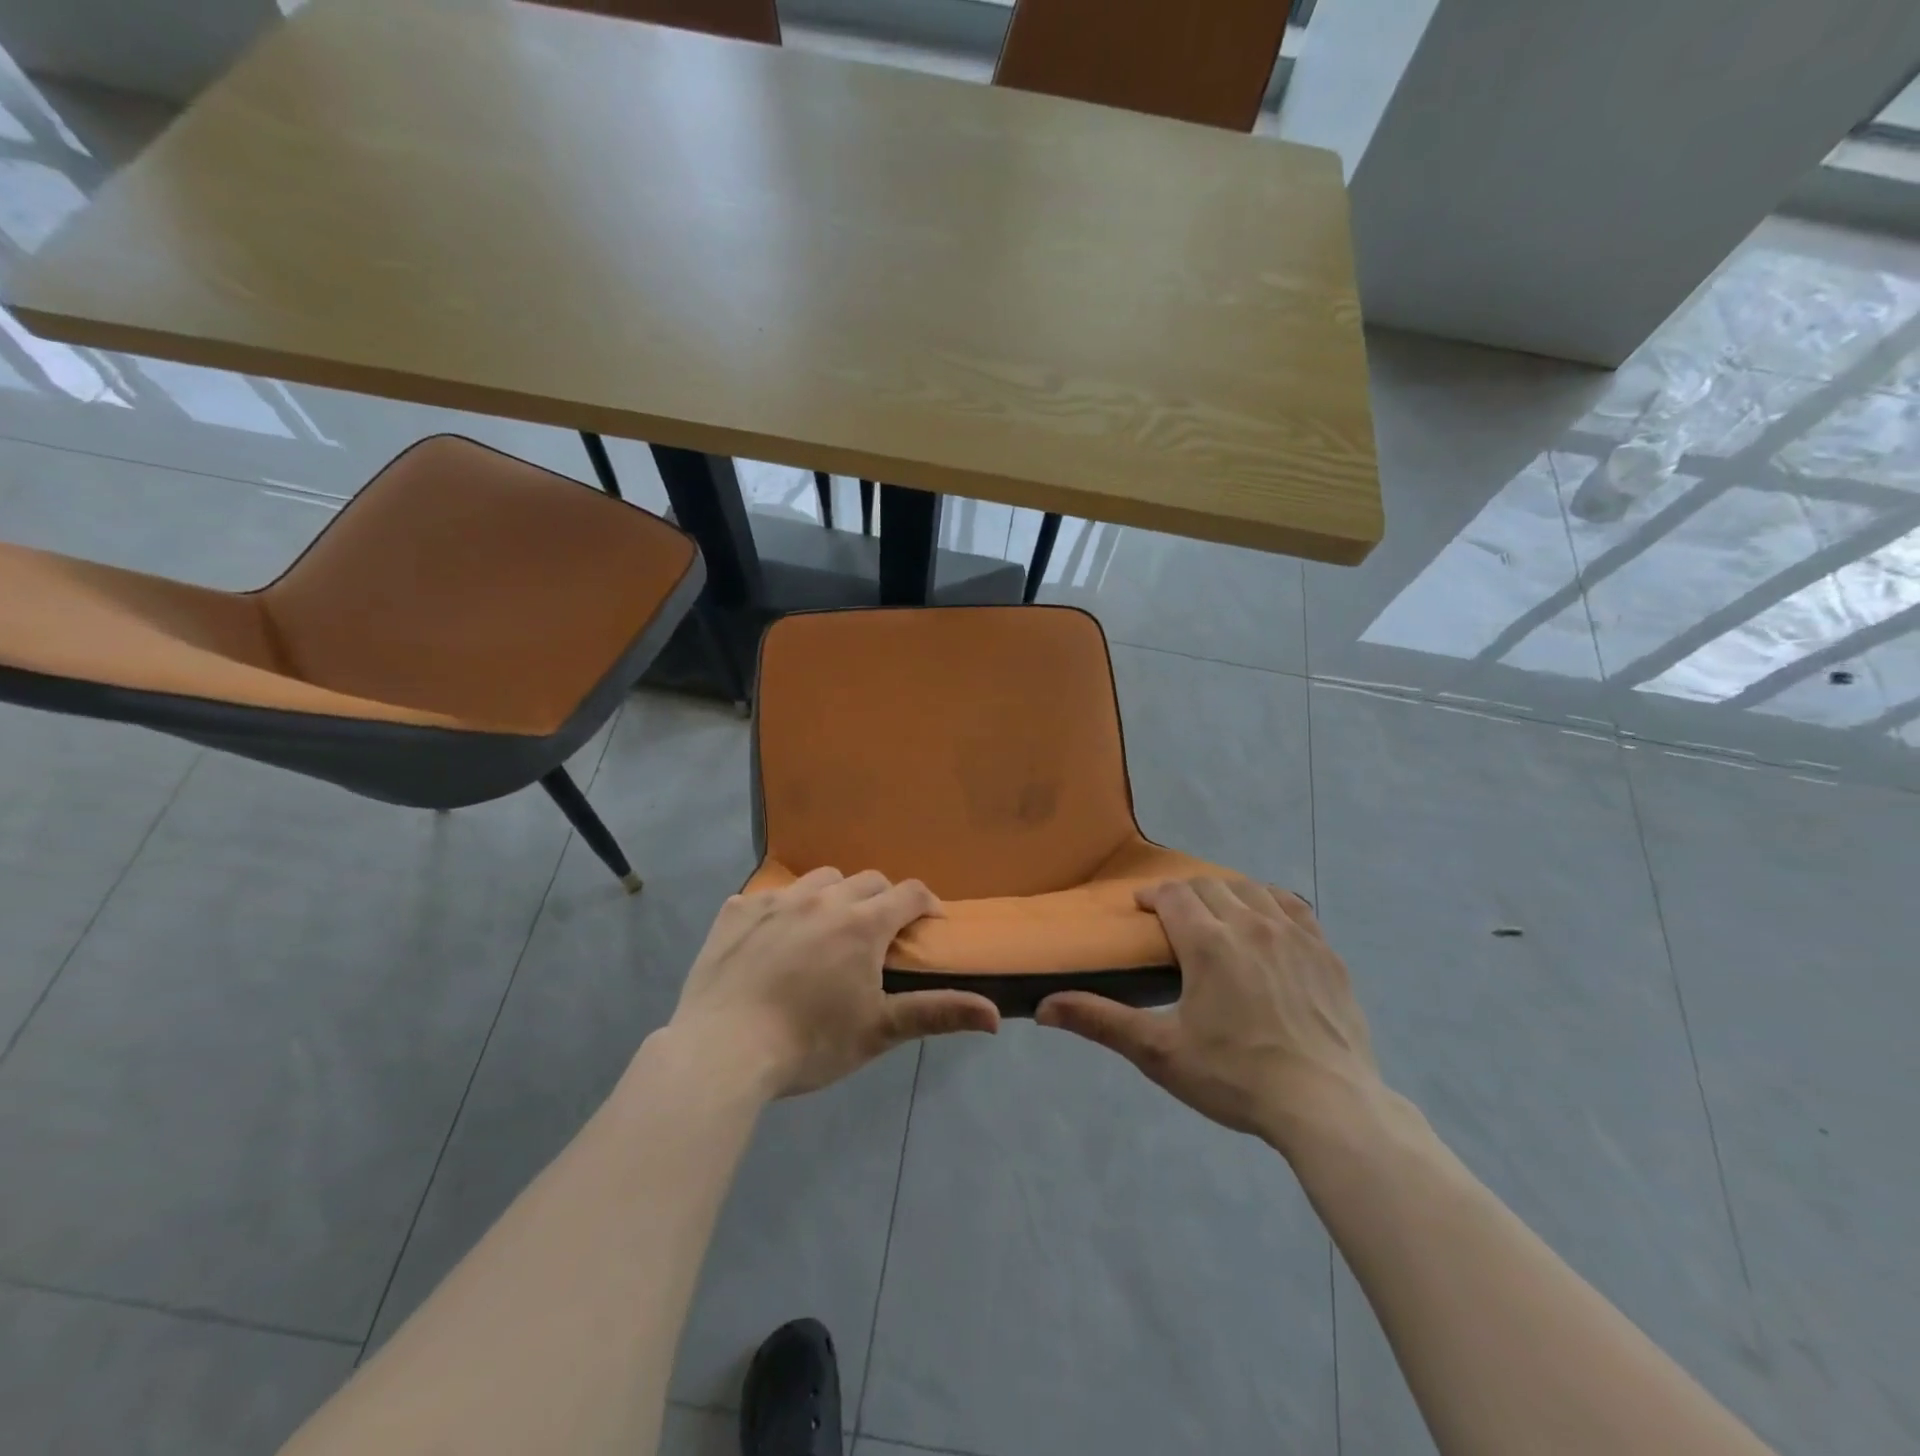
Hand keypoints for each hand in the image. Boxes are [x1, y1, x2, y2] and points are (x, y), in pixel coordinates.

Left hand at [669, 867, 999, 1097]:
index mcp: (862, 923)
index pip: (909, 893)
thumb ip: (938, 1013)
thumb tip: (995, 1016)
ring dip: (834, 896)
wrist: (722, 1051)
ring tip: (827, 929)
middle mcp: (823, 898)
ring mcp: (776, 900)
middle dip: (882, 899)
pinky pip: (769, 895)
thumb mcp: (879, 1031)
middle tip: (878, 934)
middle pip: (867, 880)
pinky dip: (782, 909)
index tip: (929, 923)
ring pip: (820, 879)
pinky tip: (773, 940)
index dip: (926, 904)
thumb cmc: (810, 1042)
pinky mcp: (736, 911)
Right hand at [1036, 877, 1383, 1158]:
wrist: (1326, 1106)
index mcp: (1207, 942)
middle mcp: (1250, 924)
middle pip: (1210, 886)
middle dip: (1186, 894)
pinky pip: (1294, 907)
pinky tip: (1267, 922)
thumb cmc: (1235, 1078)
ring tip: (1217, 915)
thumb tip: (1042, 1008)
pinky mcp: (1326, 953)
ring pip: (1252, 890)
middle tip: (1174, 919)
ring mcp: (1294, 935)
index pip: (1173, 894)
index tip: (1142, 909)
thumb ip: (1100, 1021)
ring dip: (1226, 893)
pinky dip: (1271, 903)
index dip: (1153, 895)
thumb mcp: (1159, 1052)